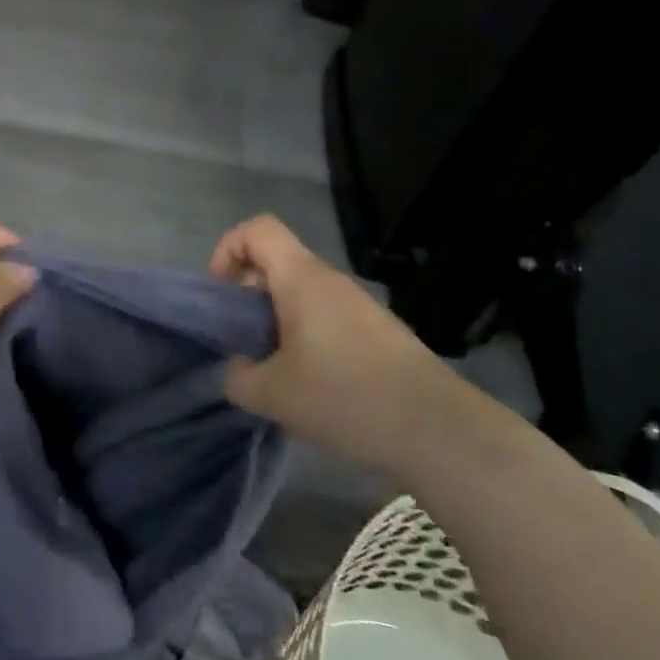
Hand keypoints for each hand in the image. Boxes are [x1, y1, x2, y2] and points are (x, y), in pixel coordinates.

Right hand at [211, 215, 445, 464]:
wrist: (438, 430)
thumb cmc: (345, 397)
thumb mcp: (272, 395)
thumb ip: (237, 377)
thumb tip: (237, 369)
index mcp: (301, 279)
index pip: (257, 229)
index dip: (228, 249)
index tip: (221, 296)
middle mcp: (330, 280)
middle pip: (277, 263)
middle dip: (248, 295)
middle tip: (242, 341)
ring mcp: (358, 305)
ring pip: (301, 293)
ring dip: (276, 320)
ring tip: (274, 370)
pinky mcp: (377, 332)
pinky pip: (326, 317)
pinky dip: (305, 337)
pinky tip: (311, 385)